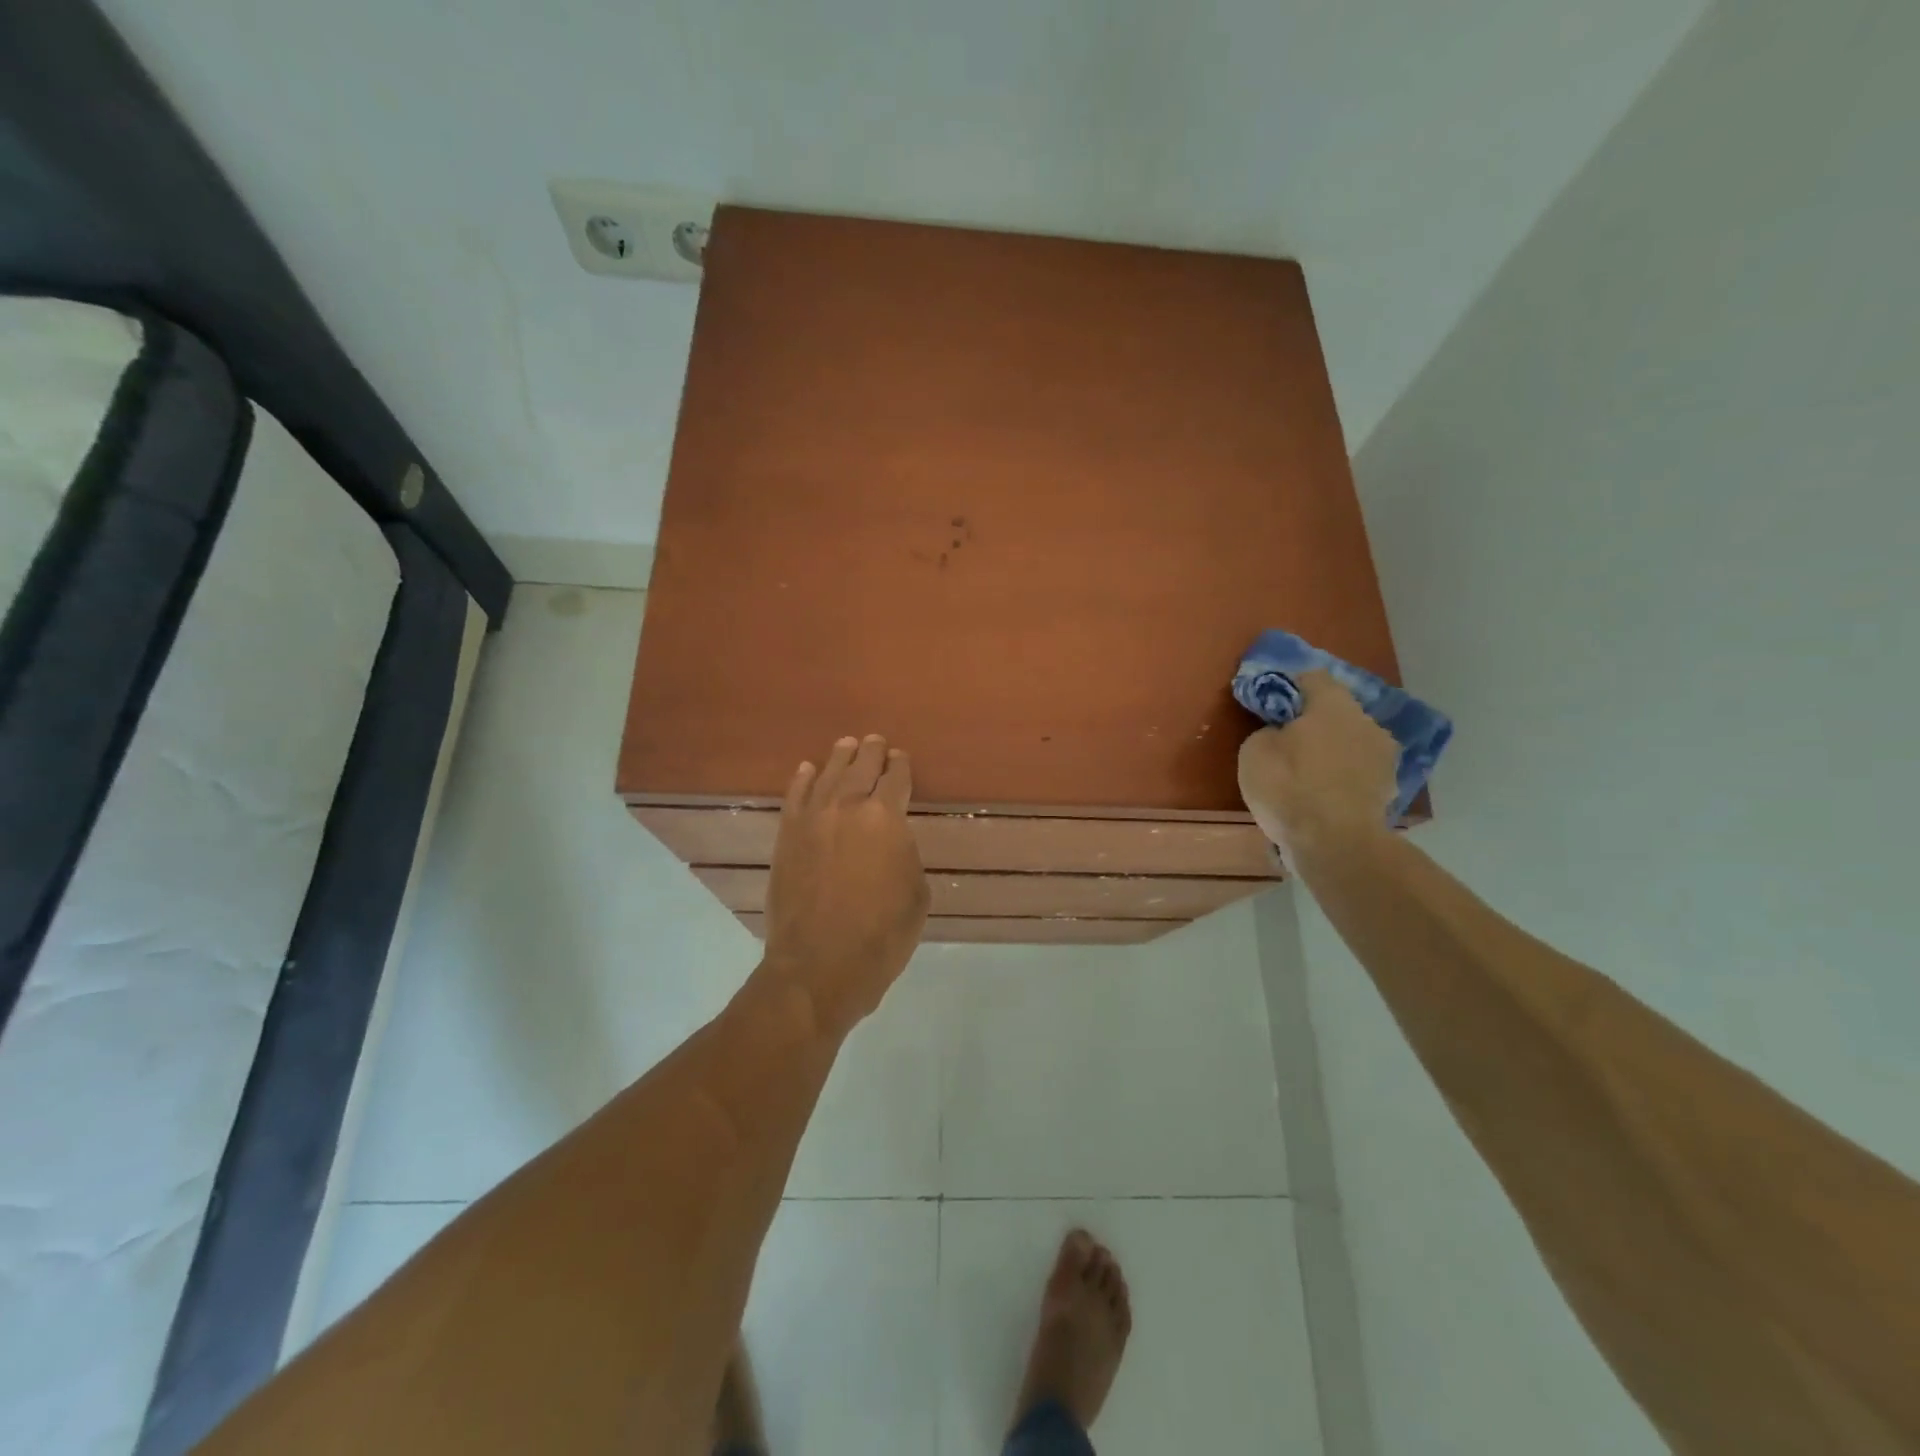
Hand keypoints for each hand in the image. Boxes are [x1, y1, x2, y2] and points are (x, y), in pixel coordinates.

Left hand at [761, 735, 929, 1033]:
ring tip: (847, 745)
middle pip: (861, 767)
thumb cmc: (881, 935)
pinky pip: (794, 797)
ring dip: (839, 758)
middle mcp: (848, 807)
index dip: (901, 766)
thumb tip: (892, 844)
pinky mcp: (786, 837)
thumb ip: (905, 856)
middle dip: (871, 752)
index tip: (902, 758)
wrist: (819, 965)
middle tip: (876, 741)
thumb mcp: (916, 895)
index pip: (897, 779)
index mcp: (887, 817)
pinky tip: (806, 770)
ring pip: (827, 775)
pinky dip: (802, 780)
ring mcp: (812, 819)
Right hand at [1237, 671, 1397, 864]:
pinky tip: (1323, 797)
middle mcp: (1366, 722)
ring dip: (1332, 751)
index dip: (1289, 686)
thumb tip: (1280, 734)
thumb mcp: (1254, 751)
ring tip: (1307, 773)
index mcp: (1333, 704)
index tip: (1271, 701)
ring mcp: (1384, 757)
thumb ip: (1268, 732)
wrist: (1335, 844)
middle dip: (1315, 722)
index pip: (1312, 677)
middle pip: (1337, 711)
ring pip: (1351, 743)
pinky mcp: (1389, 790)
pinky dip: (1343, 779)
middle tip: (1288, 741)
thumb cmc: (1289, 786)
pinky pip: (1358, 773)